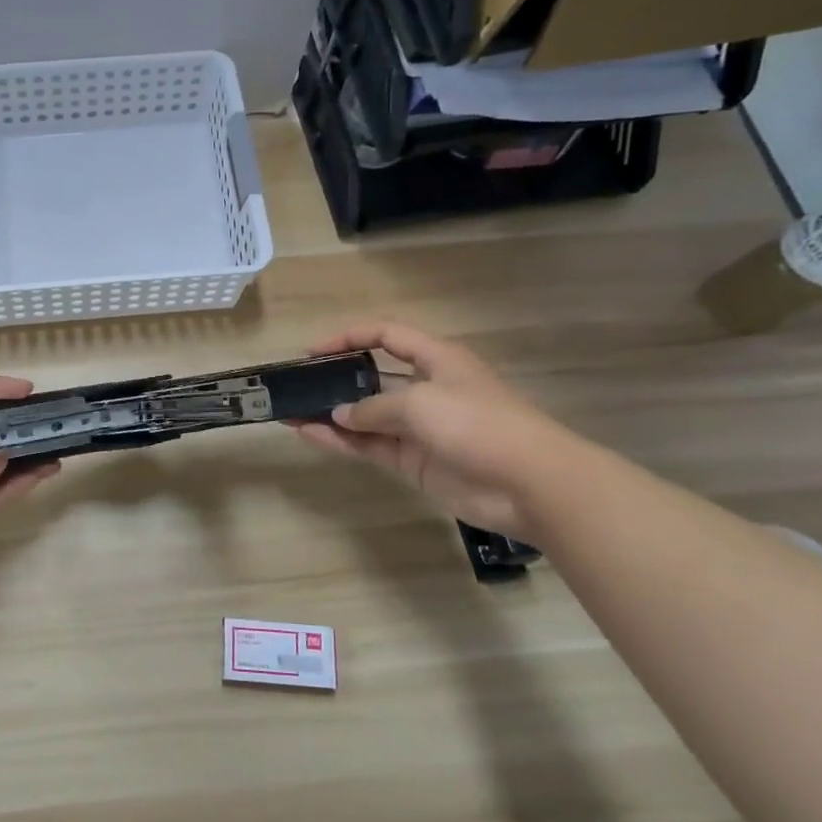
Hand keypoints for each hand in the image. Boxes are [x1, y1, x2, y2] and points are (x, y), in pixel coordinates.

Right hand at [291, 320, 573, 539]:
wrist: (530, 485)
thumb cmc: (479, 424)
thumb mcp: (421, 402)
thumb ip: (373, 407)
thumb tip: (339, 415)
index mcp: (436, 360)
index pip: (387, 336)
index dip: (350, 337)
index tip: (313, 351)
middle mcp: (424, 389)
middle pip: (371, 378)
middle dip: (334, 380)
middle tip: (297, 385)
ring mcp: (418, 429)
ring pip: (364, 416)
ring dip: (329, 414)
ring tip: (290, 412)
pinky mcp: (414, 462)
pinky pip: (369, 446)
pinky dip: (340, 441)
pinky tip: (309, 435)